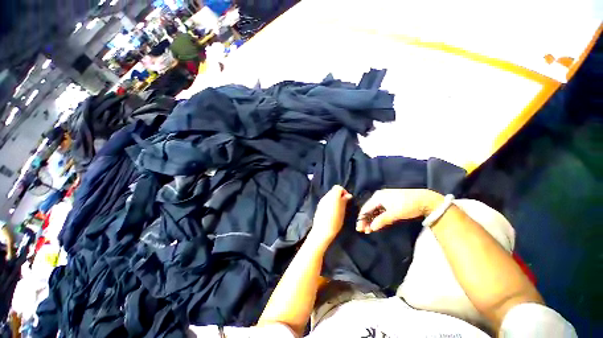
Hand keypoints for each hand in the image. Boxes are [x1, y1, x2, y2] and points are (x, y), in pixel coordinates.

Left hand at [308, 185, 352, 246]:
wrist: (322, 231)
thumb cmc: (335, 221)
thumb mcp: (342, 211)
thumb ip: (344, 201)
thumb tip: (348, 195)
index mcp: (333, 196)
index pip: (338, 187)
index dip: (343, 191)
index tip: (347, 199)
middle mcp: (326, 196)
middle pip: (333, 191)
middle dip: (339, 195)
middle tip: (343, 204)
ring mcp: (321, 201)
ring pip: (329, 196)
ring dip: (334, 199)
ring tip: (338, 208)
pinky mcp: (318, 206)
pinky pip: (326, 201)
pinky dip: (330, 203)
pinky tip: (332, 211)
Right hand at [356, 189, 441, 233]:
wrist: (425, 200)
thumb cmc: (408, 205)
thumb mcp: (394, 214)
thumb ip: (381, 220)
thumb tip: (372, 228)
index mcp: (377, 197)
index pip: (365, 208)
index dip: (361, 219)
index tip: (359, 229)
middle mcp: (379, 196)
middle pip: (369, 209)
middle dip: (366, 220)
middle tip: (364, 231)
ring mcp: (384, 198)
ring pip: (374, 210)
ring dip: (371, 220)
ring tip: (370, 229)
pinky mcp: (390, 202)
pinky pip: (379, 210)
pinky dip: (377, 217)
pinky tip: (377, 223)